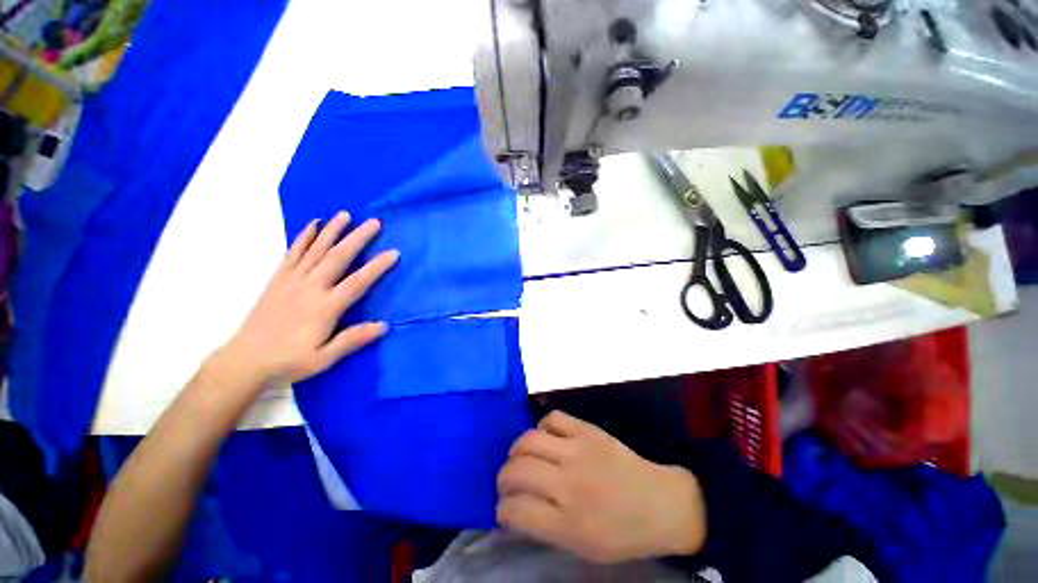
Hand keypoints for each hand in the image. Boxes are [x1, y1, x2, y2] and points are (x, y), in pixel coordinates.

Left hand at [220, 211, 397, 386]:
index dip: (377, 266)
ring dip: (333, 230)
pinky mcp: (279, 277)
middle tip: (374, 222)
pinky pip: (293, 251)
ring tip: (346, 214)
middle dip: (358, 238)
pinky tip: (314, 224)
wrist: (245, 359)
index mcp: (325, 307)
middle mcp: (311, 287)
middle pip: (338, 257)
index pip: (358, 282)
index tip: (394, 253)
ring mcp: (292, 279)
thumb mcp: (324, 358)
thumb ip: (352, 340)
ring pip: (316, 249)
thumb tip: (383, 325)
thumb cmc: (289, 360)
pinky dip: (304, 236)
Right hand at [497, 411, 705, 564]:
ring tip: (522, 458)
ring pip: (528, 441)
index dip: (503, 510)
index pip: (517, 511)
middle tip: (508, 483)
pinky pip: (553, 419)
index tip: (504, 509)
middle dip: (503, 479)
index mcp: (569, 524)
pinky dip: (542, 427)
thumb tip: (514, 510)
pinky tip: (547, 439)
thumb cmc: (622, 534)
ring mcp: (578, 452)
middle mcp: (569, 485)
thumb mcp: (581, 548)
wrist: (660, 503)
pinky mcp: (587, 430)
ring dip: (516, 451)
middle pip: (517, 472)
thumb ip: (544, 529)